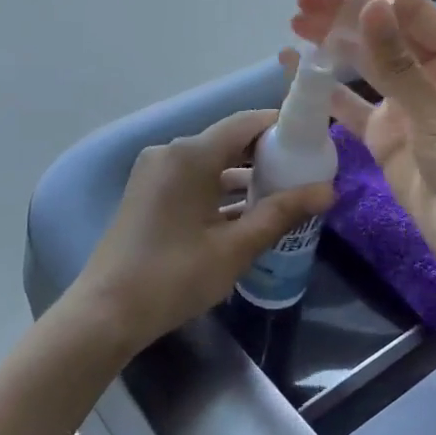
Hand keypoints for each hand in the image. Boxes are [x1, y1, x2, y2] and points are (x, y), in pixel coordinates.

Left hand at [74, 110, 334, 353]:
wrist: (107, 311)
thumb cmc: (175, 276)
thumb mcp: (235, 248)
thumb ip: (282, 213)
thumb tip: (328, 191)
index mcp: (190, 155)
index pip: (245, 123)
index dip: (281, 127)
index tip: (313, 142)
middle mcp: (170, 153)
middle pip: (228, 141)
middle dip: (267, 155)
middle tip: (305, 172)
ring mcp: (155, 172)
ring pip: (211, 163)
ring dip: (244, 176)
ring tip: (285, 194)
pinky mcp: (148, 193)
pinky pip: (193, 179)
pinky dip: (220, 190)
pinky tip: (248, 212)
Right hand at [288, 0, 435, 283]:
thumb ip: (398, 65)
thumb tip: (369, 6)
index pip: (412, 10)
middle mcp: (434, 75)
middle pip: (383, 34)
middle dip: (344, 16)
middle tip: (300, 5)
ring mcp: (409, 106)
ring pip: (365, 66)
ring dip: (333, 46)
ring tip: (295, 27)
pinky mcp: (389, 136)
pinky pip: (353, 106)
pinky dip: (327, 90)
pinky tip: (299, 72)